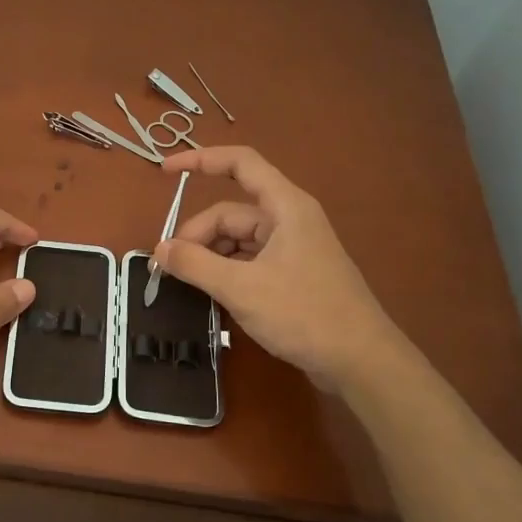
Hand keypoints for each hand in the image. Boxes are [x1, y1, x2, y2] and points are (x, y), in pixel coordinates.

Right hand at [153, 146, 410, 392]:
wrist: (361, 362)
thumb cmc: (304, 314)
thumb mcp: (241, 288)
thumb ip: (195, 265)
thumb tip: (159, 250)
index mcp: (285, 206)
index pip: (240, 163)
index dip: (201, 159)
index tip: (165, 170)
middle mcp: (290, 219)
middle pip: (231, 212)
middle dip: (198, 234)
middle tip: (171, 268)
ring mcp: (293, 248)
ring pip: (238, 239)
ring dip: (211, 256)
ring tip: (189, 284)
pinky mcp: (294, 274)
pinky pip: (250, 260)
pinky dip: (227, 271)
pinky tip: (213, 295)